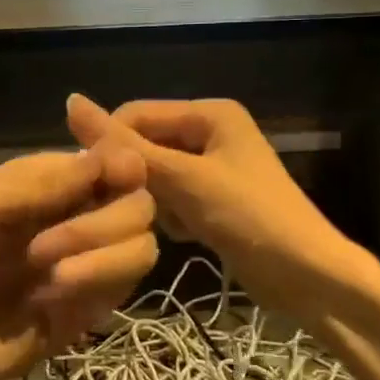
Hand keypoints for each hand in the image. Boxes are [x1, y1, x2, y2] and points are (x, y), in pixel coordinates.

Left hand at [0, 146, 157, 379]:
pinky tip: (50, 301)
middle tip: (42, 250)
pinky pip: (123, 289)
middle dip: (100, 223)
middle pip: (137, 203)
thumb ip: (38, 183)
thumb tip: (110, 153)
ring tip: (48, 279)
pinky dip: (96, 286)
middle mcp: (74, 217)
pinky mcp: (86, 310)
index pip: (110, 159)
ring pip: (141, 245)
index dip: (123, 163)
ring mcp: (85, 265)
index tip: (118, 177)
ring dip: (103, 257)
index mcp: (45, 184)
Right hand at [66, 93, 364, 312]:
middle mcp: (210, 132)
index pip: (135, 114)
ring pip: (155, 175)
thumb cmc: (250, 218)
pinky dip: (171, 216)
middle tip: (125, 210)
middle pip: (146, 145)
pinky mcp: (214, 201)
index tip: (91, 184)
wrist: (309, 278)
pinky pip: (172, 198)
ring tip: (169, 223)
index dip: (111, 145)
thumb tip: (70, 100)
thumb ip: (127, 146)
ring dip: (153, 200)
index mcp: (209, 113)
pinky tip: (186, 235)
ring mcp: (213, 168)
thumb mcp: (185, 179)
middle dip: (135, 177)